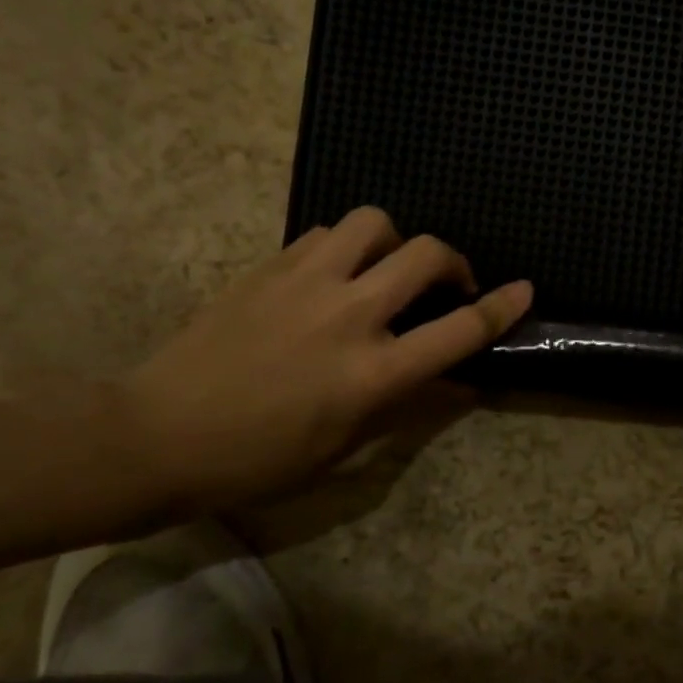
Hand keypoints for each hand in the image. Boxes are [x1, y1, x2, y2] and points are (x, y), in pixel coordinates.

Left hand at [121, 207, 531, 511]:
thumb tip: (459, 384)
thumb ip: (408, 407)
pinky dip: (347, 246)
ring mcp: (307, 283)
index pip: (458, 330)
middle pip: (426, 255)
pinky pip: (327, 233)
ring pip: (374, 223)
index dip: (502, 307)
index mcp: (373, 372)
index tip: (525, 289)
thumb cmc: (258, 459)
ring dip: (396, 241)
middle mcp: (350, 316)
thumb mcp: (344, 448)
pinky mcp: (271, 267)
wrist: (158, 434)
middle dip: (454, 262)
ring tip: (386, 269)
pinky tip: (335, 274)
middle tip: (447, 284)